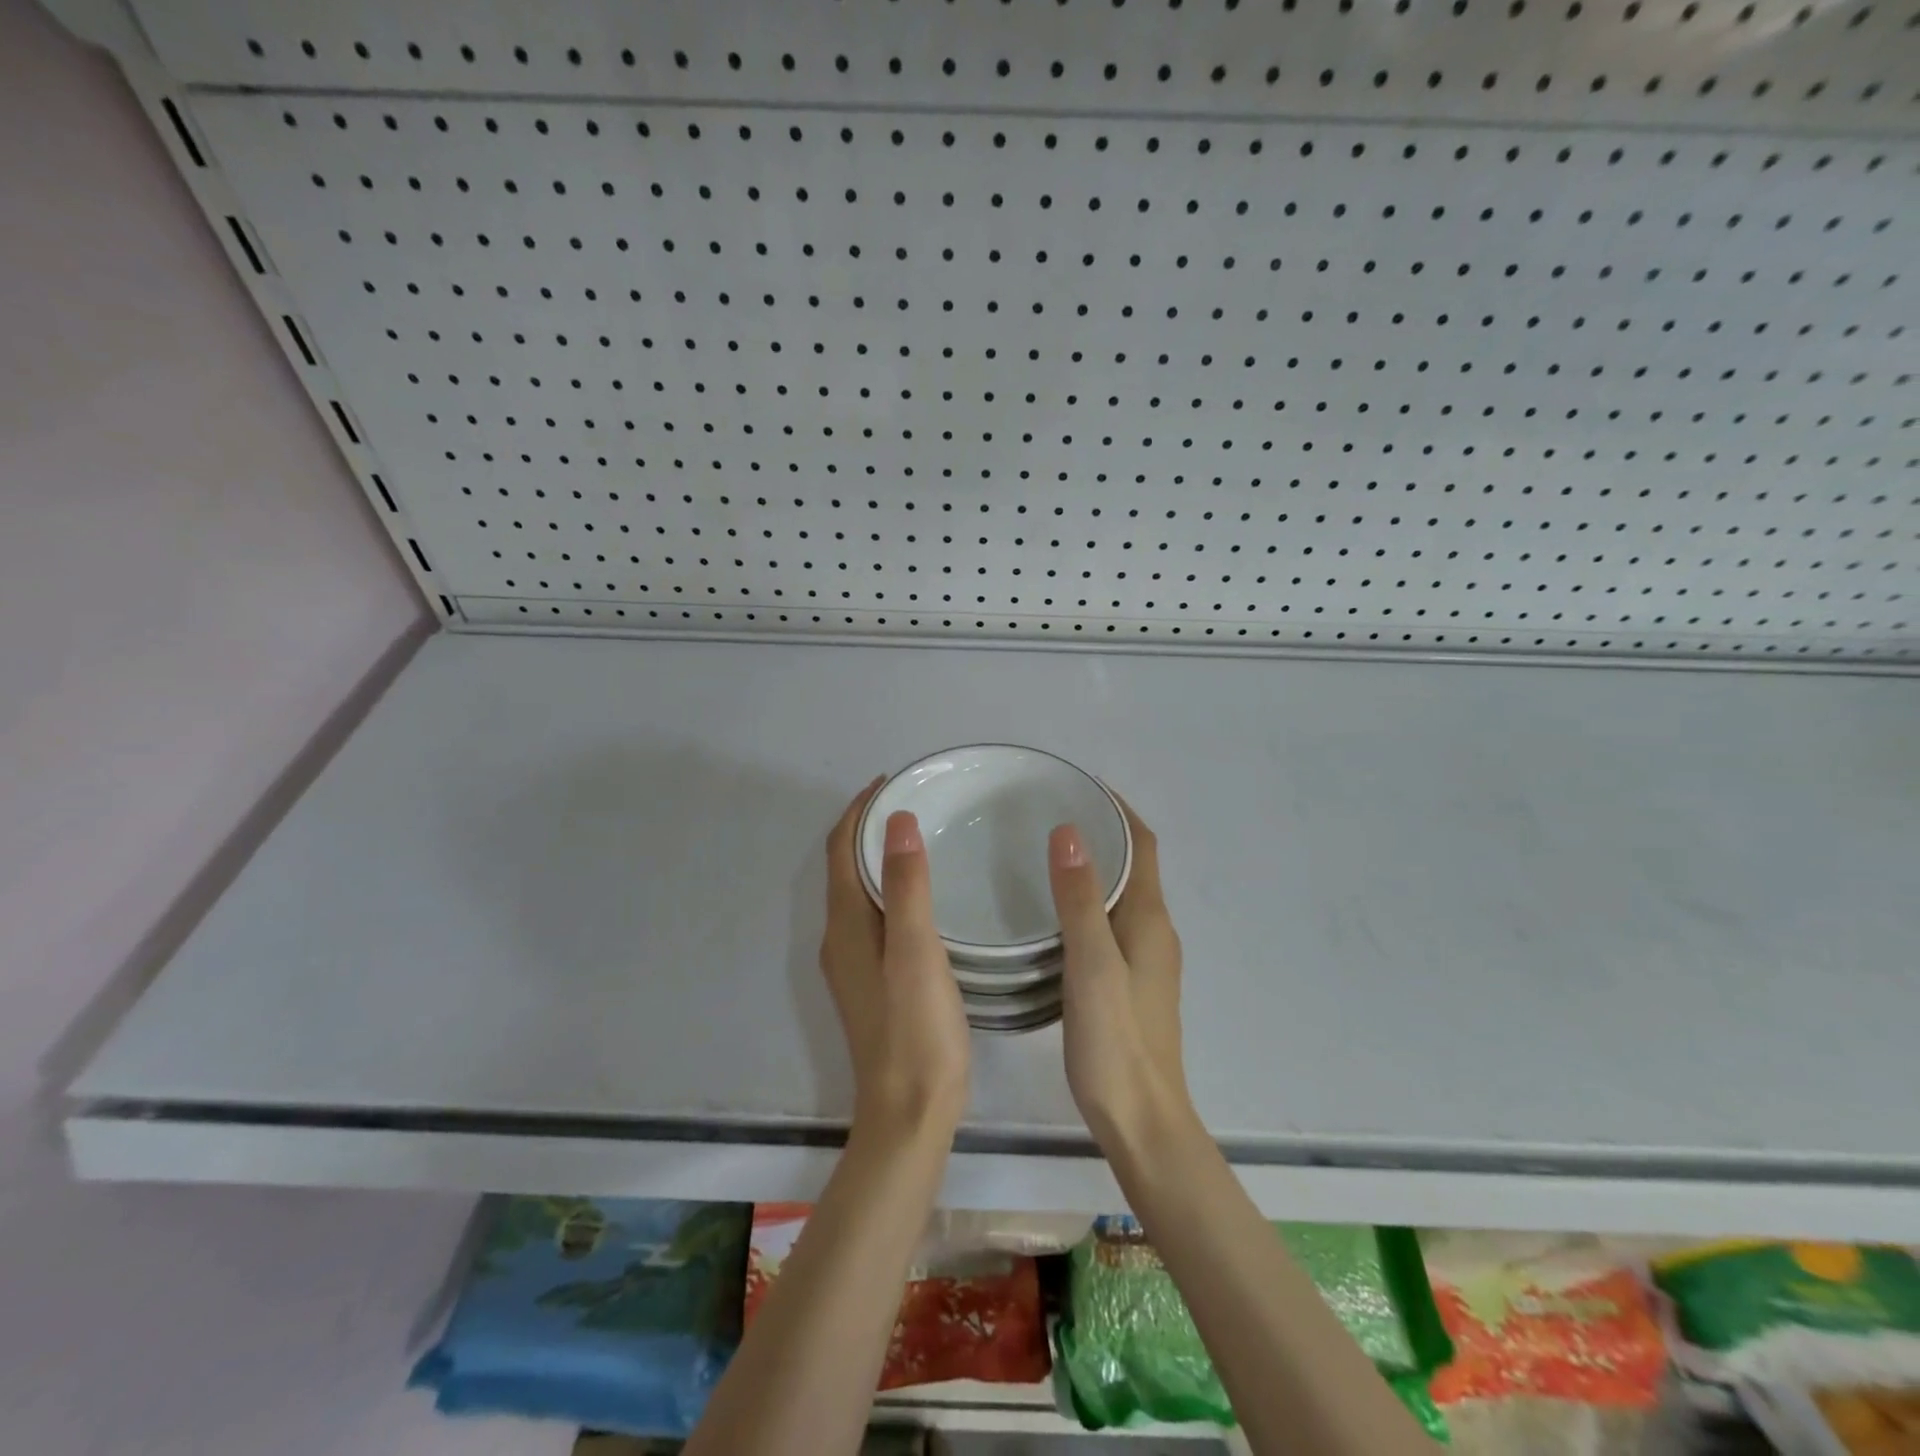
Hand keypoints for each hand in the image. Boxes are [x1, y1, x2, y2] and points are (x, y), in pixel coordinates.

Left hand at [821, 782, 970, 1141]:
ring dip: (878, 857)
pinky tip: (923, 894)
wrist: (909, 1114)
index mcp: (845, 925)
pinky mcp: (872, 981)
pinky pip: (874, 915)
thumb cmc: (917, 1031)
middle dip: (869, 828)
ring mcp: (854, 963)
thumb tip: (897, 820)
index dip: (859, 810)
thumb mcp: (916, 952)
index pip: (840, 849)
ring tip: (920, 835)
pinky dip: (890, 887)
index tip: (891, 781)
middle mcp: (840, 938)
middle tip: (913, 801)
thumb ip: (906, 886)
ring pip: (859, 891)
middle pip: (844, 866)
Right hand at [1048, 801, 1191, 1148]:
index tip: (1081, 784)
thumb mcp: (1092, 965)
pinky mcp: (1131, 983)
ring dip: (1095, 865)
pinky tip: (1053, 911)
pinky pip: (1111, 921)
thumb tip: (1068, 832)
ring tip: (1045, 850)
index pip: (1143, 844)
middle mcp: (1155, 932)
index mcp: (1151, 920)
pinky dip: (1089, 899)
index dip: (1119, 809)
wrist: (1141, 1121)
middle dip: (1102, 830)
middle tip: (1050, 811)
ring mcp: (1146, 960)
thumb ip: (1080, 900)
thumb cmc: (1115, 1043)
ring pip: (1122, 894)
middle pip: (1134, 864)